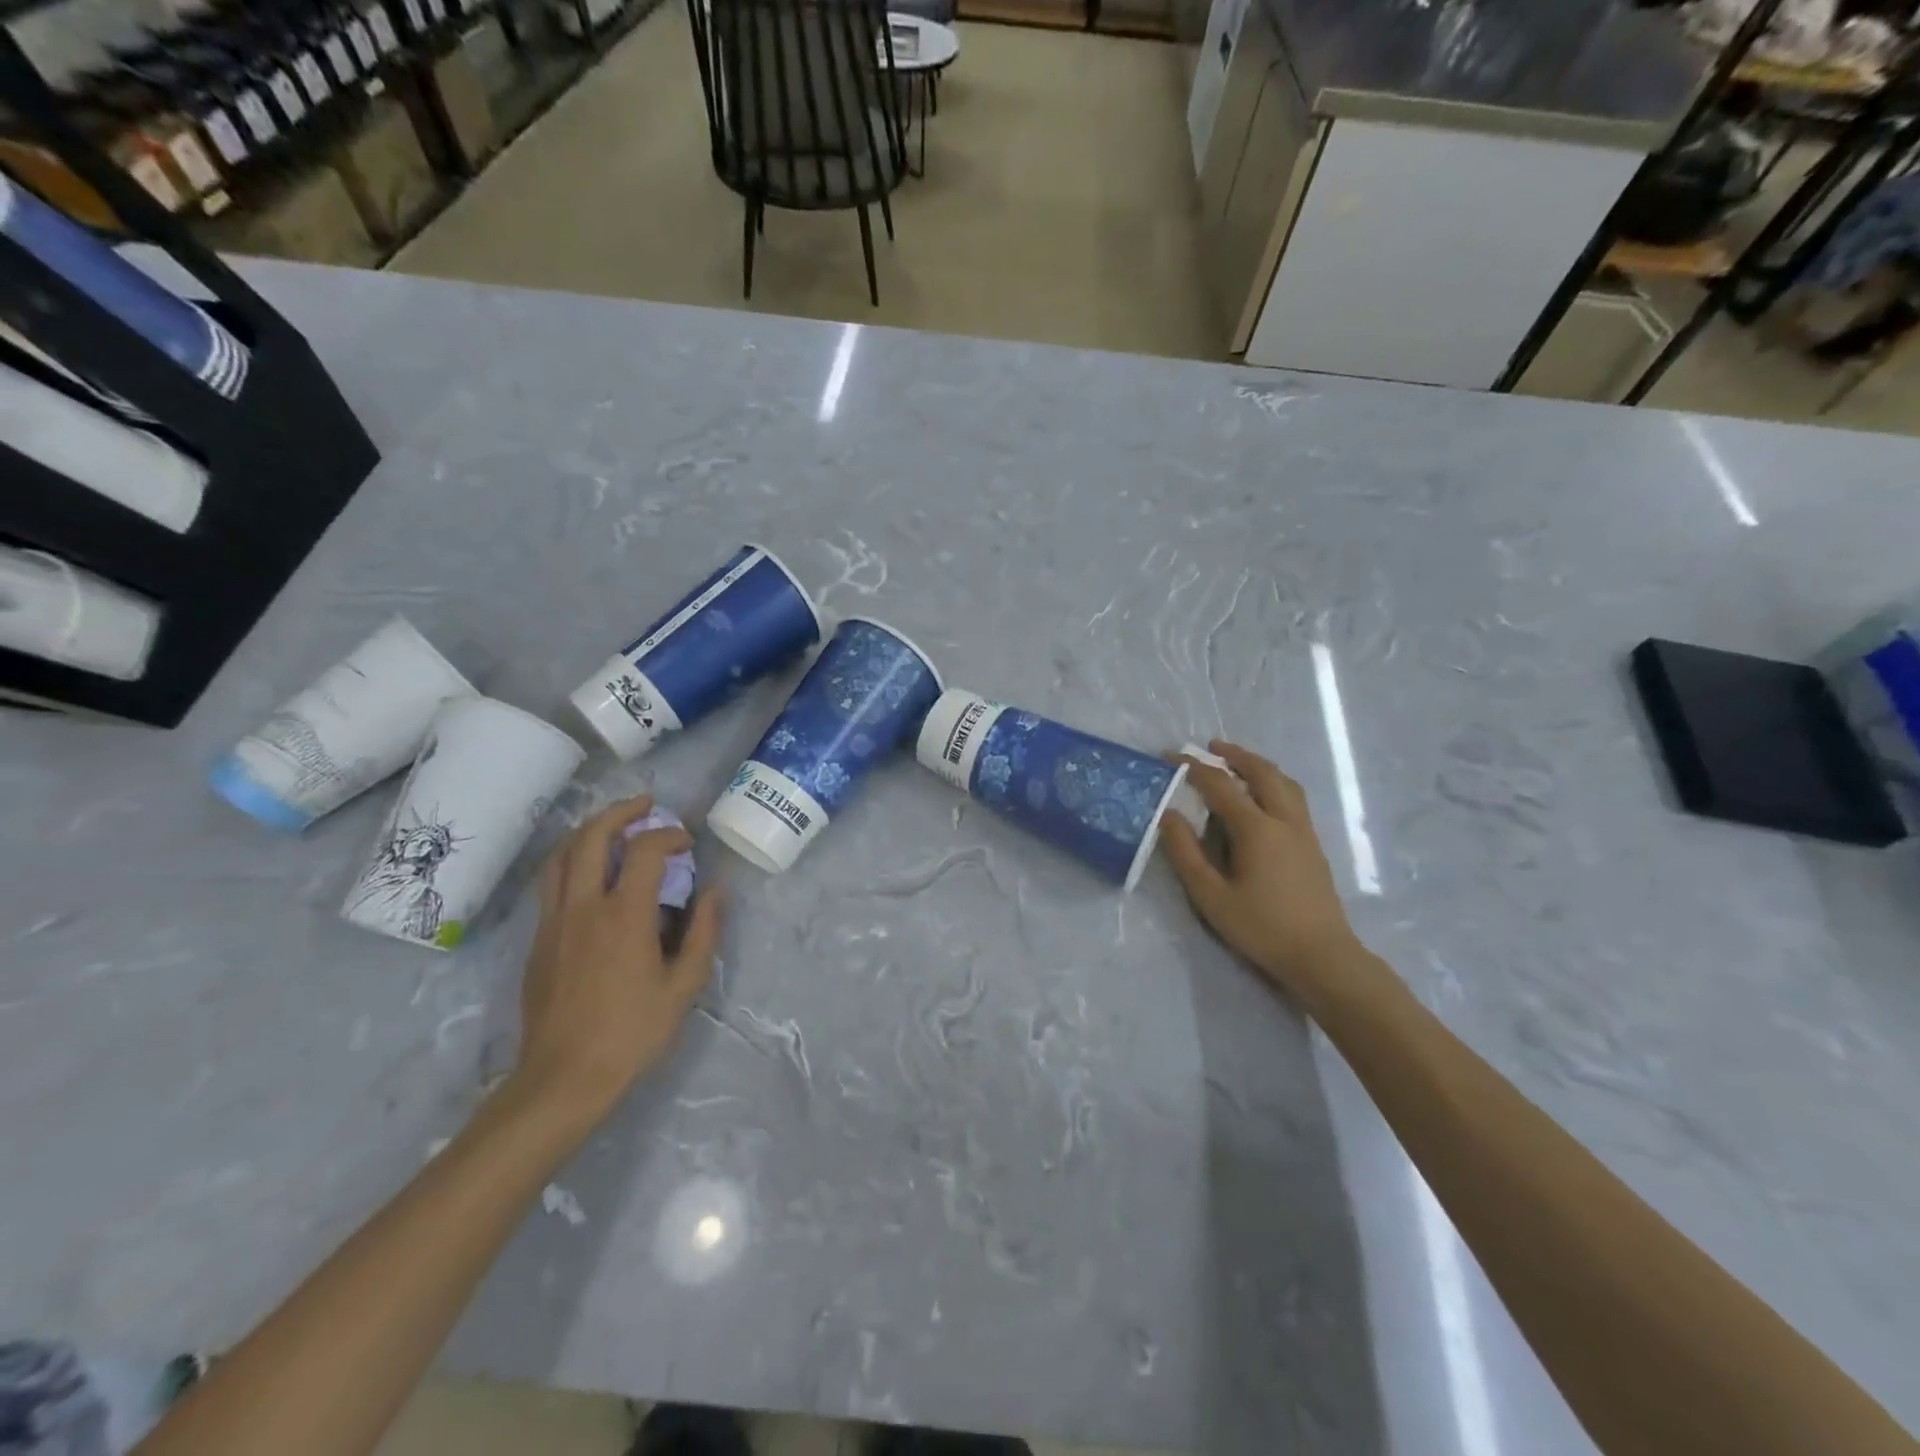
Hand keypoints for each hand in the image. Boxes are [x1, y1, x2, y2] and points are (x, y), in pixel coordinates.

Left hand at [513, 797, 722, 1122]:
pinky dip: (573, 858)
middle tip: (647, 806)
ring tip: (615, 825)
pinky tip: (592, 870)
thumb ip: (702, 932)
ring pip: (563, 854)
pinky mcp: (538, 939)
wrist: (562, 1078)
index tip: (688, 842)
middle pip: (592, 836)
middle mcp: (584, 906)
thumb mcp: (684, 986)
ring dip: (590, 829)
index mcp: (624, 915)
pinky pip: (552, 881)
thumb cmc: (631, 1033)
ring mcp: (554, 921)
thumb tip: (715, 891)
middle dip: (622, 812)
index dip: (670, 835)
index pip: (646, 850)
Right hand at [1159, 741, 1368, 1009]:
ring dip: (1259, 766)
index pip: (1220, 785)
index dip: (1194, 768)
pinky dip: (1274, 783)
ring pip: (1284, 783)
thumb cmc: (1261, 927)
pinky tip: (1263, 798)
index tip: (1172, 758)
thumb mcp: (1211, 896)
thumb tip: (1167, 815)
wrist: (1322, 956)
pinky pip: (1293, 798)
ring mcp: (1304, 831)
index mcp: (1256, 829)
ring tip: (1238, 764)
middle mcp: (1283, 820)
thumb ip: (1186, 853)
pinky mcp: (1313, 845)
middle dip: (1235, 755)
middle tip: (1211, 747)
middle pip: (1261, 773)